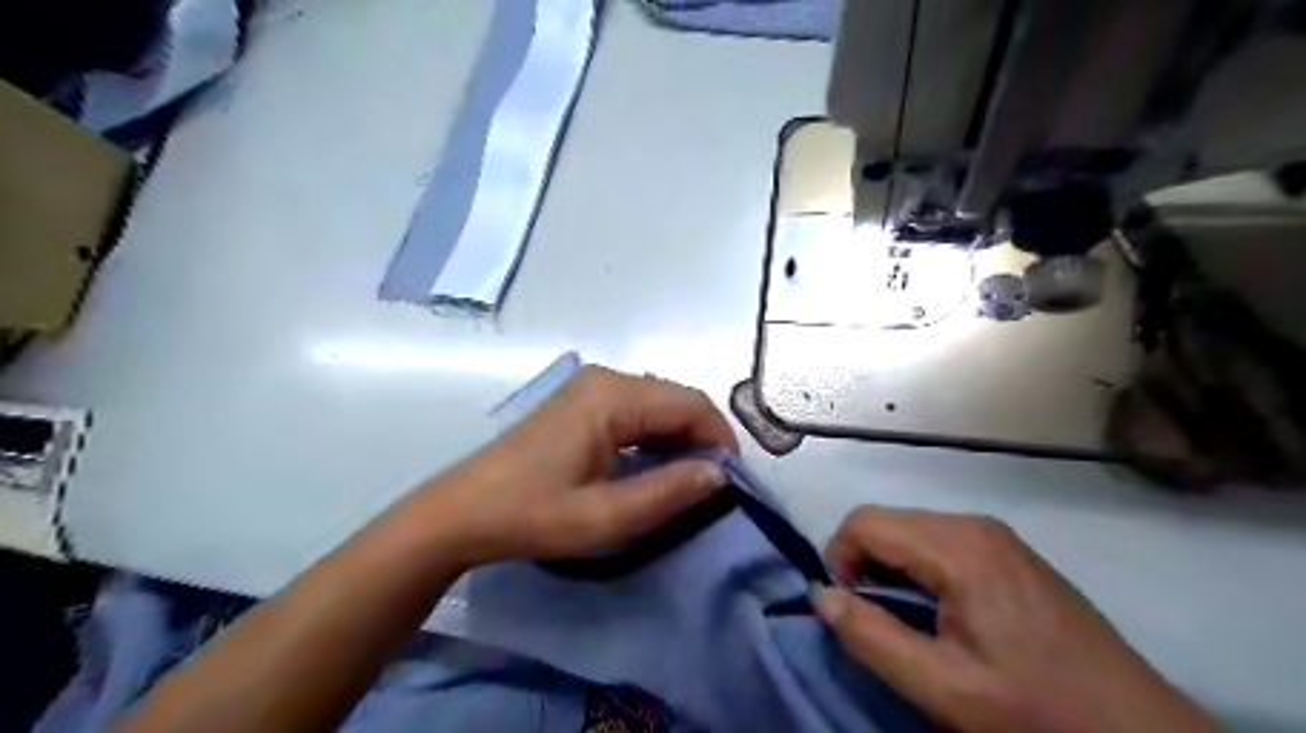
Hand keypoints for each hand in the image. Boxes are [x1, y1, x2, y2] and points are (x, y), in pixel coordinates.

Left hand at [404, 366, 739, 566]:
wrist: (462, 511)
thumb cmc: (531, 515)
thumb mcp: (605, 516)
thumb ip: (668, 492)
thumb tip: (719, 473)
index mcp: (613, 396)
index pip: (691, 405)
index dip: (720, 440)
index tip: (730, 482)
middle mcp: (606, 378)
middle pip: (677, 399)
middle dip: (702, 439)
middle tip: (710, 486)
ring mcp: (591, 386)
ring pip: (659, 404)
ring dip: (680, 439)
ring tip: (686, 481)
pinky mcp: (582, 400)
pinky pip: (637, 410)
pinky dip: (656, 436)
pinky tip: (654, 467)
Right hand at [814, 508, 1219, 732]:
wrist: (1135, 730)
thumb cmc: (1035, 709)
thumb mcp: (943, 686)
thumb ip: (870, 636)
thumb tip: (820, 596)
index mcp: (958, 547)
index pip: (864, 522)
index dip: (838, 558)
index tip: (848, 608)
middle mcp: (974, 524)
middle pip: (886, 520)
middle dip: (861, 562)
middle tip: (873, 618)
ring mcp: (995, 534)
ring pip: (909, 529)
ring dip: (888, 565)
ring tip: (902, 617)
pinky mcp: (1007, 550)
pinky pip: (938, 539)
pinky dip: (916, 566)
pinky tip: (936, 609)